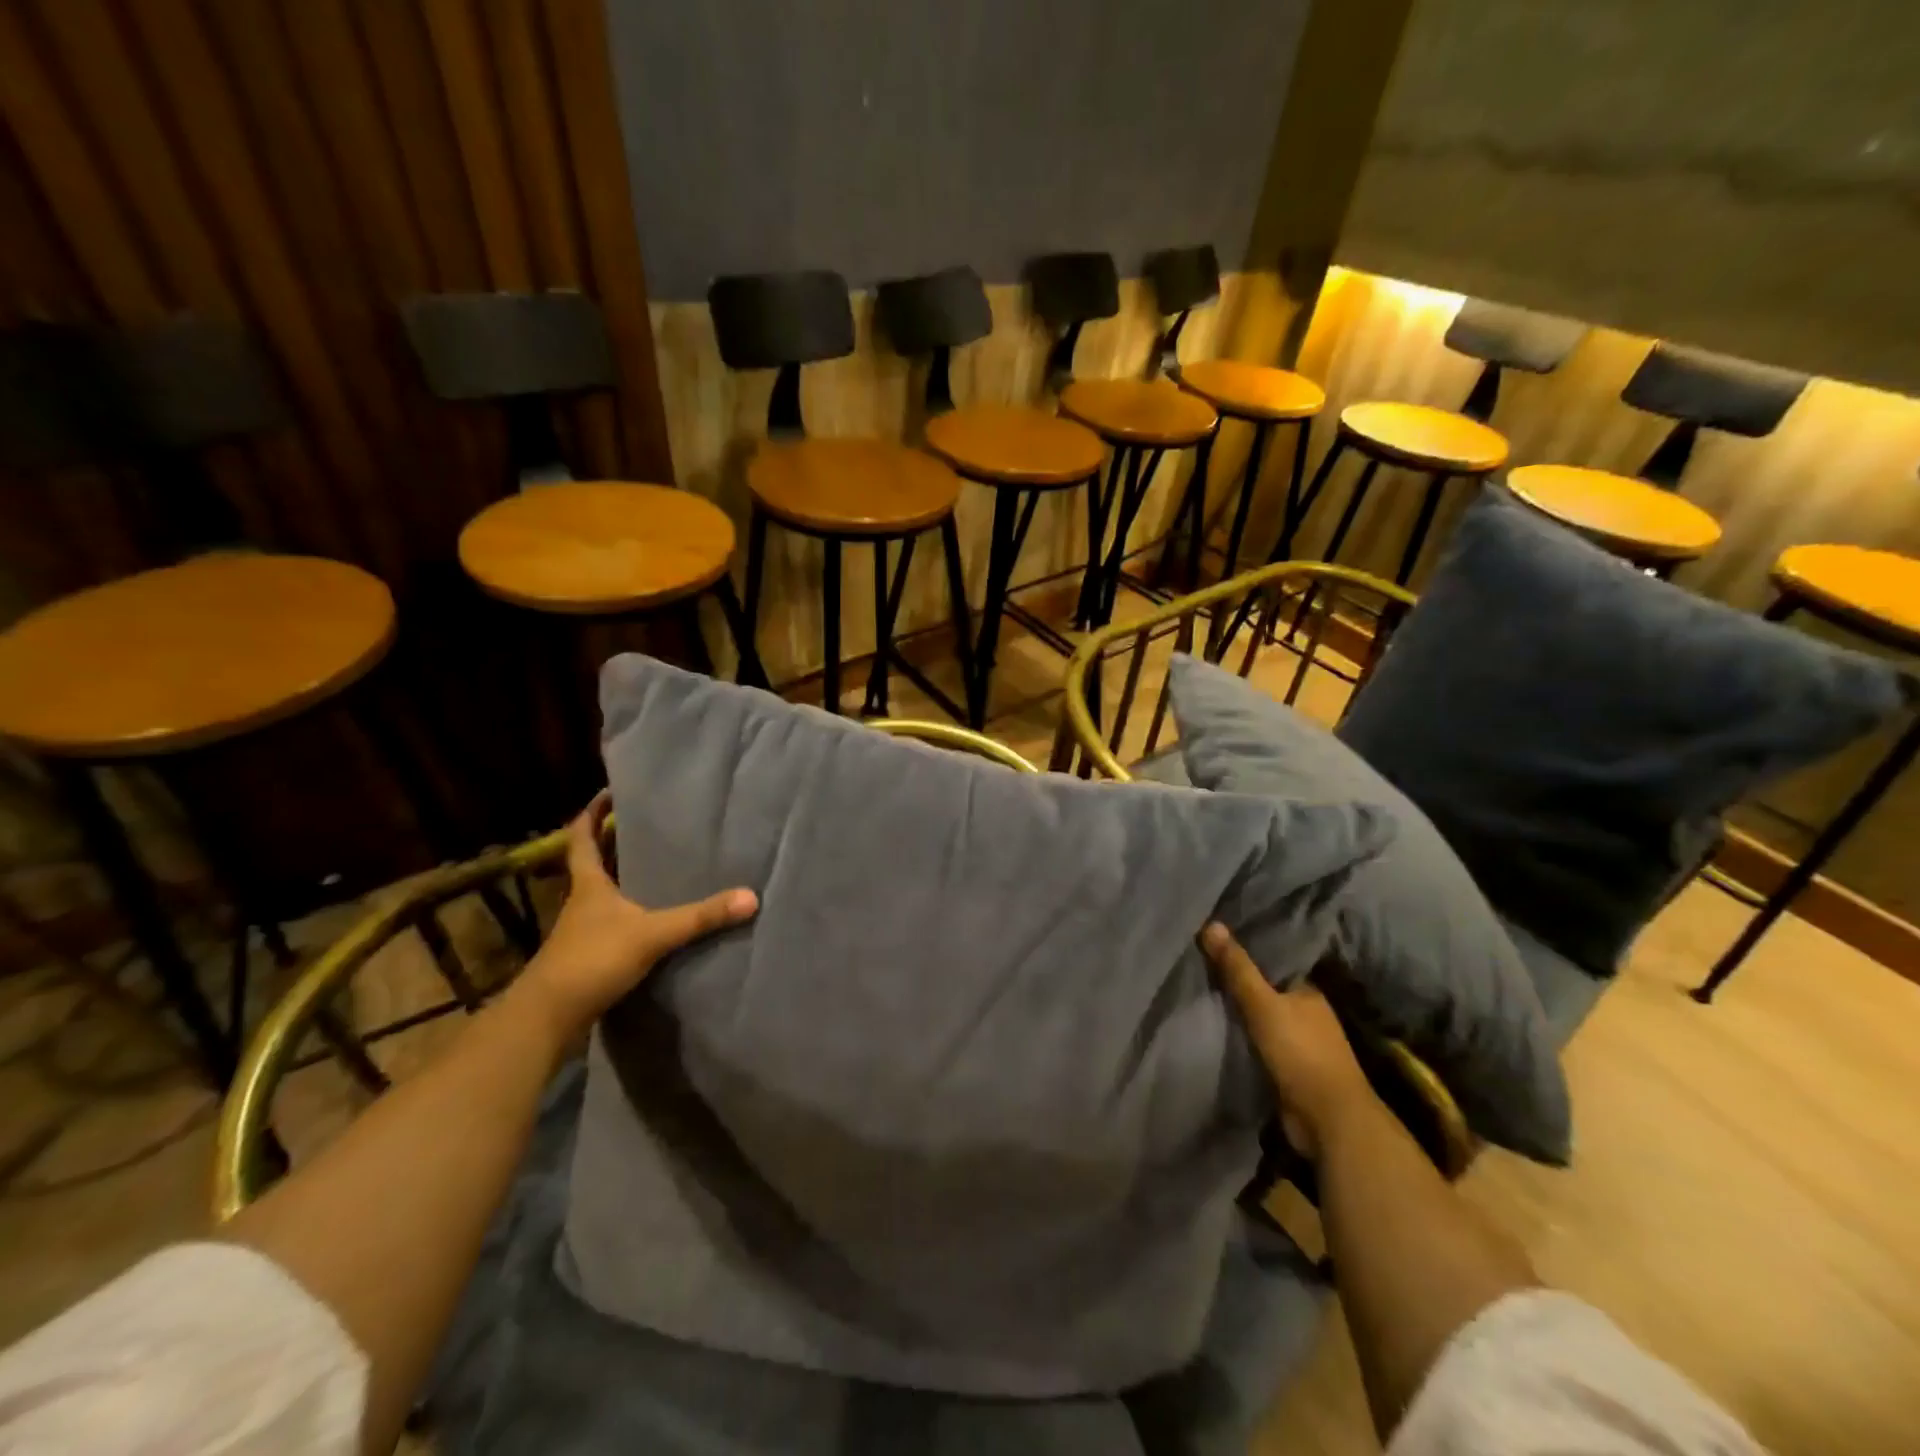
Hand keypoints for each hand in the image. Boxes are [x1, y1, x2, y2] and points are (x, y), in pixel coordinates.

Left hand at [514, 792, 757, 1044]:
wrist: (548, 1017)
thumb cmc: (592, 960)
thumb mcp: (652, 934)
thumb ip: (700, 917)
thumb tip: (750, 897)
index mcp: (589, 885)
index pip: (582, 838)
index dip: (592, 814)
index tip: (609, 794)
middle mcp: (582, 901)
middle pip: (593, 862)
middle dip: (613, 841)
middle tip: (644, 824)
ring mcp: (582, 930)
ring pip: (602, 893)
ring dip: (621, 876)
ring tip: (656, 864)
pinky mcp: (587, 956)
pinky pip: (610, 921)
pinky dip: (628, 910)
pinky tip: (650, 916)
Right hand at [1201, 922, 1377, 1159]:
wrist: (1329, 1120)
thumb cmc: (1300, 1053)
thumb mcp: (1263, 1004)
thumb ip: (1237, 968)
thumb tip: (1212, 923)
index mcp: (1308, 991)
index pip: (1274, 961)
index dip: (1246, 950)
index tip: (1215, 938)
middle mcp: (1307, 1013)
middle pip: (1266, 989)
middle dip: (1239, 980)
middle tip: (1199, 962)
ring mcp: (1301, 1043)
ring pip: (1262, 1017)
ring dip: (1239, 1011)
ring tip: (1200, 990)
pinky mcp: (1290, 1070)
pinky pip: (1259, 1043)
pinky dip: (1242, 1036)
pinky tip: (1217, 1027)